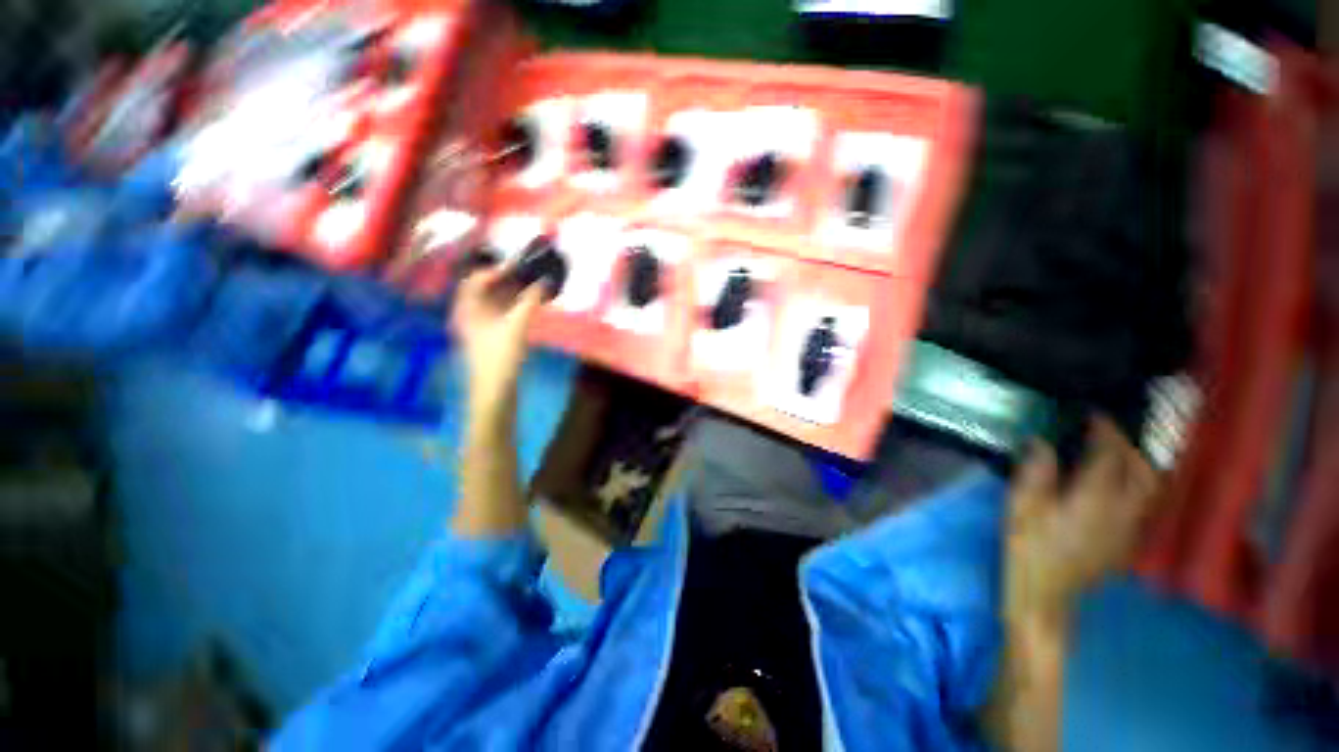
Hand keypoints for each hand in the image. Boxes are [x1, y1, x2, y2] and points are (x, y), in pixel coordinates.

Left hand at [451, 268, 543, 414]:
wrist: (495, 390)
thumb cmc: (501, 356)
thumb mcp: (517, 325)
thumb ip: (531, 301)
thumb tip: (544, 281)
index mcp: (467, 308)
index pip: (476, 279)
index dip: (496, 269)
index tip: (519, 266)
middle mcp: (469, 314)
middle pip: (485, 289)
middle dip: (507, 280)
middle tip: (529, 274)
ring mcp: (479, 327)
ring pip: (495, 302)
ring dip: (513, 293)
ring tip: (534, 287)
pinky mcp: (490, 338)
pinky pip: (501, 314)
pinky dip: (514, 307)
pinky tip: (530, 306)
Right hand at [1005, 417, 1163, 628]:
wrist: (1047, 595)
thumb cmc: (1028, 548)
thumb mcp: (1021, 507)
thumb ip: (1036, 472)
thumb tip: (1041, 442)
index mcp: (1095, 498)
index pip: (1109, 455)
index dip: (1104, 431)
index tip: (1092, 415)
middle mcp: (1123, 509)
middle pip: (1141, 469)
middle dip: (1127, 444)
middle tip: (1106, 431)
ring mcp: (1131, 527)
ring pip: (1151, 486)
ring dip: (1140, 463)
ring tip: (1119, 452)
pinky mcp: (1129, 541)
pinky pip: (1145, 503)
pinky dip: (1139, 484)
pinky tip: (1122, 484)